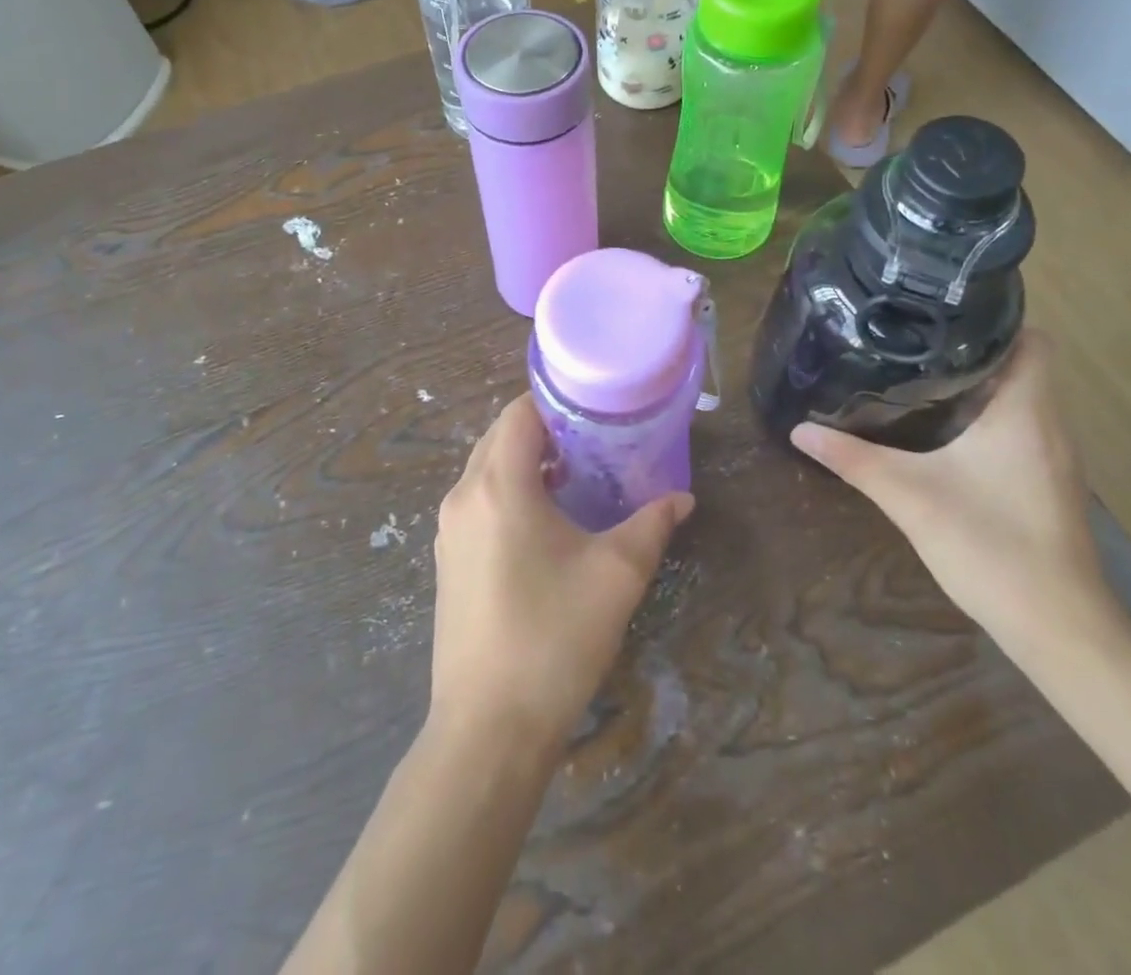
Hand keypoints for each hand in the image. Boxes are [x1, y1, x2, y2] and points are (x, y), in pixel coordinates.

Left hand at [429, 395, 693, 749]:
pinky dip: (510, 492)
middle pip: (501, 437)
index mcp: (498, 485)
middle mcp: (464, 496)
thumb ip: (652, 524)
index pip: (520, 413)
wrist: (488, 729)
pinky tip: (547, 522)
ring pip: (487, 470)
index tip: (597, 408)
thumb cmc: (554, 637)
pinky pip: (478, 502)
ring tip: (578, 476)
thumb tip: (682, 499)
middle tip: (596, 439)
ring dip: (527, 462)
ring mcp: (449, 531)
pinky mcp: (448, 561)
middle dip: (546, 430)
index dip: (557, 401)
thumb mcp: (617, 574)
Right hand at [790, 331, 1116, 656]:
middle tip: (913, 343)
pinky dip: (988, 420)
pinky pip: (1021, 431)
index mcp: (1025, 412)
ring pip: (1022, 400)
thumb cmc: (990, 546)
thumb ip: (853, 459)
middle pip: (1022, 366)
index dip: (994, 320)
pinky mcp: (1048, 486)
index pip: (1031, 339)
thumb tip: (800, 429)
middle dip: (972, 351)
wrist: (1058, 629)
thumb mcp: (909, 496)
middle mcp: (1050, 426)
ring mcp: (1055, 459)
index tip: (941, 316)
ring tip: (920, 376)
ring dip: (980, 386)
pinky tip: (944, 435)